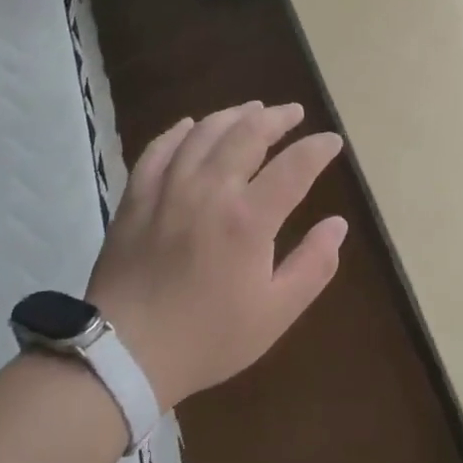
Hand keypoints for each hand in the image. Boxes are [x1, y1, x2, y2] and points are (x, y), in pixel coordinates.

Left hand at [88, 102, 346, 411]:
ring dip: (233, 115)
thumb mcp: (276, 313)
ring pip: (204, 133)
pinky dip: (179, 131)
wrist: (125, 353)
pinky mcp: (136, 196)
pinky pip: (159, 149)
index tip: (332, 141)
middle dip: (277, 118)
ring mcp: (168, 188)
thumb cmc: (208, 337)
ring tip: (252, 109)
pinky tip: (190, 125)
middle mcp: (209, 190)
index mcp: (248, 219)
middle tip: (294, 113)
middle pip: (247, 134)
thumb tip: (337, 225)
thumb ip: (313, 265)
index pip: (294, 166)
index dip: (317, 149)